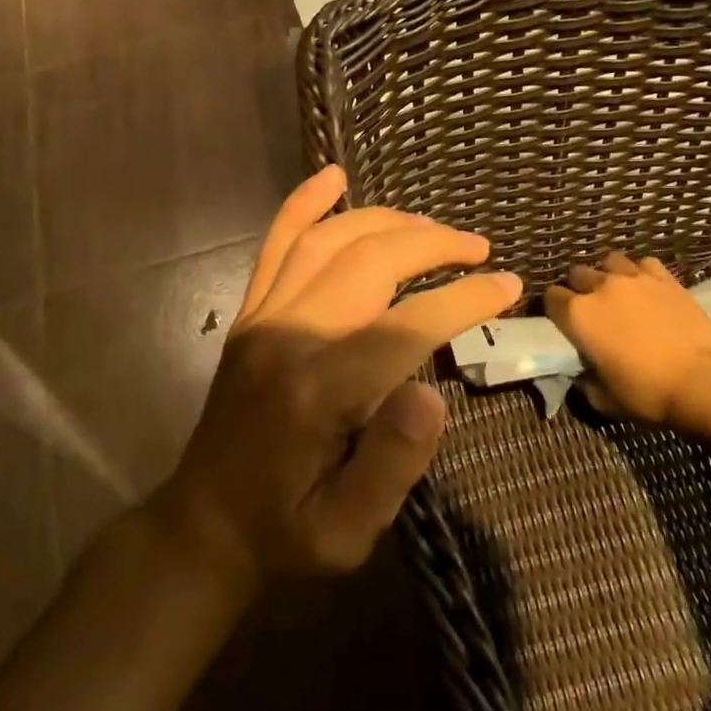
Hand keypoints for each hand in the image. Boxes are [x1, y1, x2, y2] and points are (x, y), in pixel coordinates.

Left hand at [156, 165, 521, 585]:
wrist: (203, 528)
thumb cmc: (286, 533)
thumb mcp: (347, 533)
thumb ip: (392, 464)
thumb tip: (432, 392)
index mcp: (319, 391)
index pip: (405, 324)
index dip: (462, 299)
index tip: (507, 286)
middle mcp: (288, 337)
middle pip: (368, 261)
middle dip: (432, 244)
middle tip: (479, 248)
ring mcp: (263, 318)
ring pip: (328, 240)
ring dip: (386, 221)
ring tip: (433, 227)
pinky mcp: (249, 315)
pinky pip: (275, 244)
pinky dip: (304, 204)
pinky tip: (332, 176)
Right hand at [543, 252, 710, 424]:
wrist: (701, 379)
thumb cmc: (646, 393)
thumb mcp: (603, 399)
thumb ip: (585, 382)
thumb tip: (582, 375)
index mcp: (578, 315)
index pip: (551, 298)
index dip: (554, 309)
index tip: (562, 321)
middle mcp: (601, 288)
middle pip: (578, 274)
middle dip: (579, 288)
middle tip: (591, 308)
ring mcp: (634, 278)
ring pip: (610, 262)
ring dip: (608, 274)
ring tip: (617, 292)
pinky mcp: (665, 278)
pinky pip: (644, 264)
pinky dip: (641, 273)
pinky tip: (647, 288)